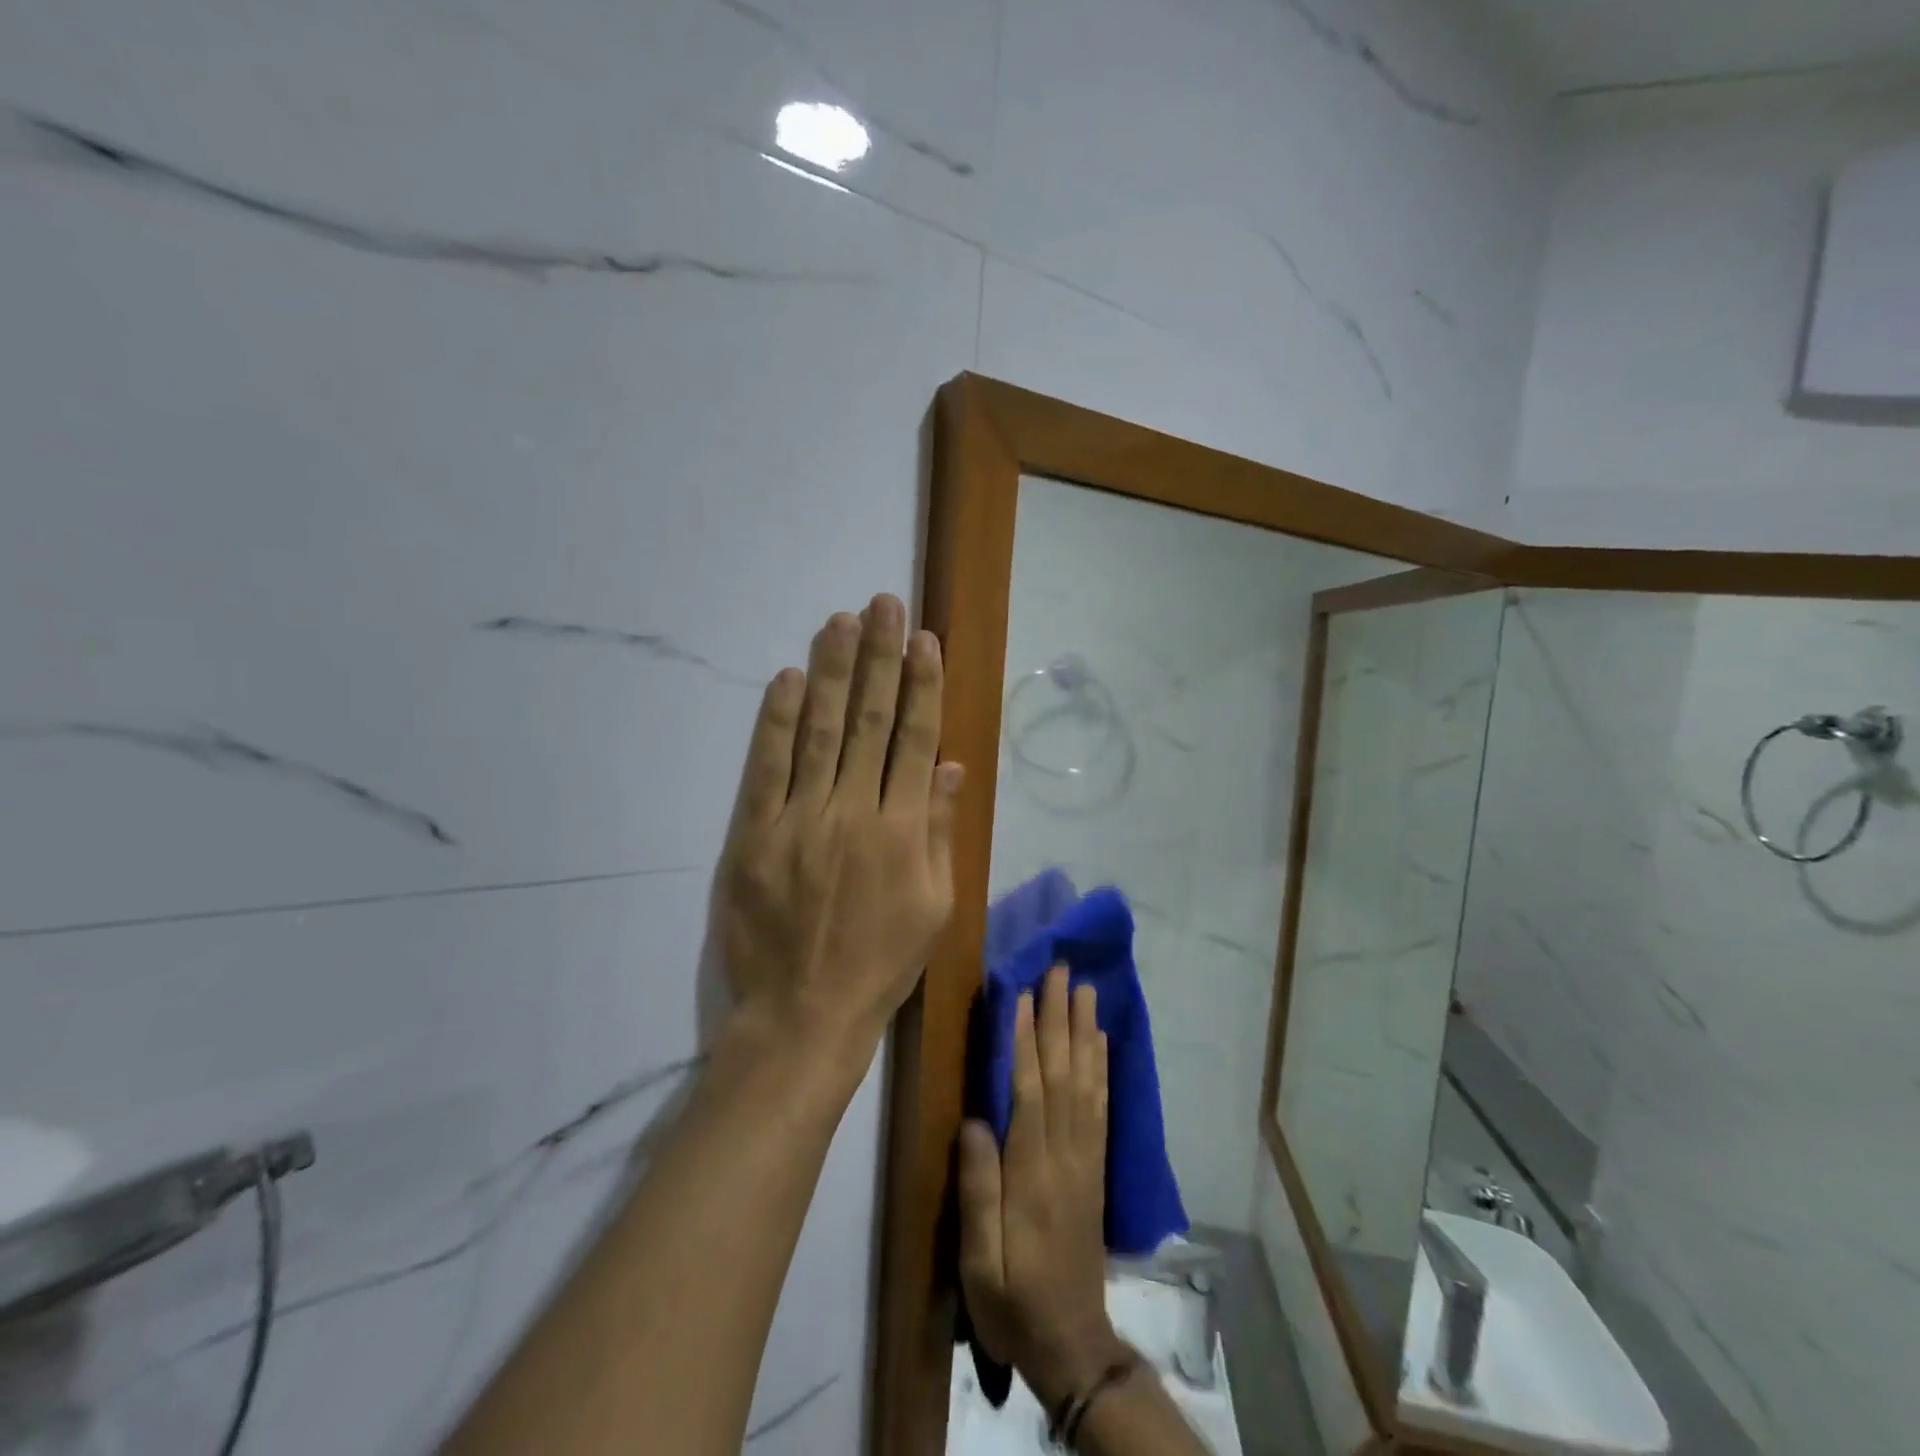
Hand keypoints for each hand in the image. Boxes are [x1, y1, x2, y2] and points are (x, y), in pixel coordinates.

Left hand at [715, 594, 962, 1066]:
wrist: (804, 1013)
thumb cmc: (881, 963)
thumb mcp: (935, 907)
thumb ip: (940, 832)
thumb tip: (948, 767)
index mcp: (903, 831)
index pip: (915, 740)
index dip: (922, 687)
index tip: (924, 641)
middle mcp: (854, 813)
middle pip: (870, 722)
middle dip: (880, 658)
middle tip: (884, 604)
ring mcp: (800, 820)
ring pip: (821, 732)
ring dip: (834, 672)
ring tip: (841, 620)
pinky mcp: (754, 835)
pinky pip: (766, 768)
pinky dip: (778, 721)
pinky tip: (790, 678)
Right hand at [958, 966, 1127, 1406]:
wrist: (1072, 1343)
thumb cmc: (1013, 1301)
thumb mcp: (979, 1263)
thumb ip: (978, 1191)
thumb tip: (975, 1121)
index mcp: (1032, 1174)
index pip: (1030, 1092)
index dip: (1026, 1041)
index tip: (1022, 994)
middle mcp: (1065, 1154)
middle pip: (1063, 1073)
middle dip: (1060, 1018)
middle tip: (1061, 970)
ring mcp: (1086, 1157)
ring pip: (1086, 1081)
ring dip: (1085, 1031)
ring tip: (1085, 989)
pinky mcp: (1096, 1165)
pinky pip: (1101, 1105)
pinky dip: (1102, 1066)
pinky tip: (1100, 1040)